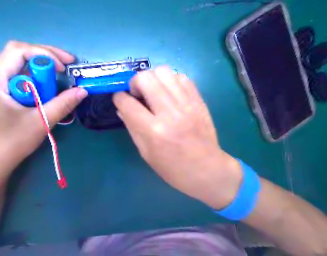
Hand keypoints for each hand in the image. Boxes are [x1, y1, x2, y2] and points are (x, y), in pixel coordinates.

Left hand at [0, 40, 86, 183]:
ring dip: (43, 70)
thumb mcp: (42, 121)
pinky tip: (48, 90)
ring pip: (22, 66)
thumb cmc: (13, 142)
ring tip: (61, 78)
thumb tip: (83, 91)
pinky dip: (38, 80)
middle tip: (67, 66)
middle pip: (19, 54)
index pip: (18, 51)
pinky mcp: (2, 94)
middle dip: (46, 57)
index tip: (64, 68)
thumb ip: (63, 104)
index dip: (44, 54)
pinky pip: (22, 78)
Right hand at [114, 67, 242, 208]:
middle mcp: (169, 113)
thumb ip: (132, 127)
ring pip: (164, 72)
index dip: (119, 98)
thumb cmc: (172, 168)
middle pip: (145, 78)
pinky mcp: (198, 101)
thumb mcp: (146, 153)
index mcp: (153, 131)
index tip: (120, 100)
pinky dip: (171, 81)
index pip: (127, 103)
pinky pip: (182, 77)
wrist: (207, 169)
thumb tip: (122, 108)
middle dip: (135, 82)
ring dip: (153, 78)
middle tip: (138, 94)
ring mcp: (186, 104)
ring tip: (154, 92)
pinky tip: (170, 94)